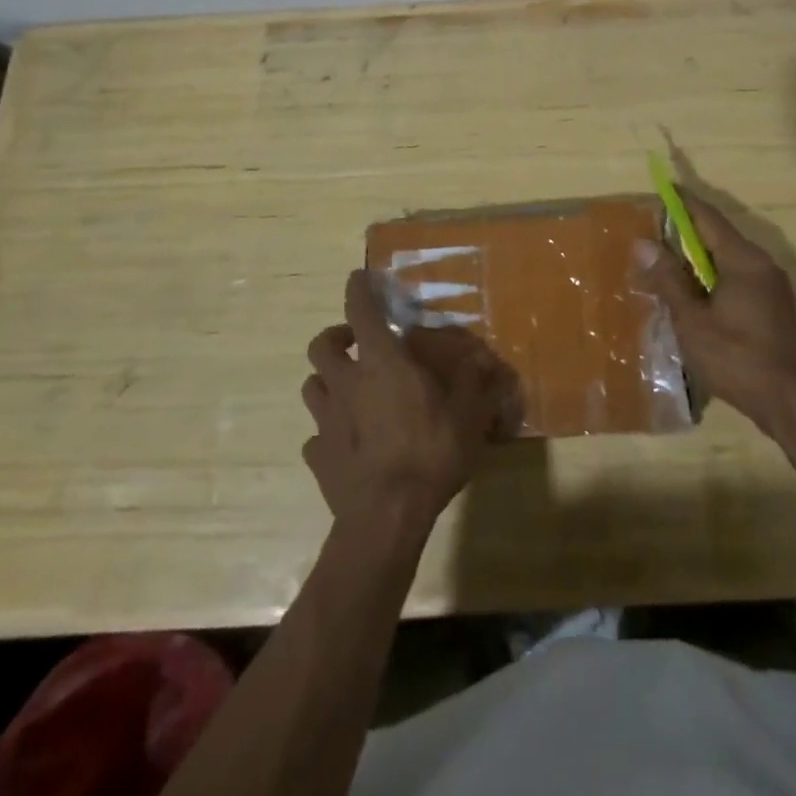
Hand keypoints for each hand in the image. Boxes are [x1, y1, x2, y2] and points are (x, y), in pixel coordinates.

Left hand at [301, 270, 520, 526]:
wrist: (386, 517)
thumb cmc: (430, 453)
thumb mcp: (468, 413)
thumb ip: (475, 379)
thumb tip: (483, 356)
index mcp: (380, 364)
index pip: (361, 311)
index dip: (357, 290)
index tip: (357, 278)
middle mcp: (346, 383)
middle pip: (321, 345)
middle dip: (335, 337)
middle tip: (355, 343)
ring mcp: (326, 421)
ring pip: (312, 386)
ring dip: (327, 381)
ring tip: (348, 390)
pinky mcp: (318, 457)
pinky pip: (315, 436)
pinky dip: (327, 433)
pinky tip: (344, 443)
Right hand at [634, 189, 795, 436]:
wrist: (792, 403)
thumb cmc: (738, 358)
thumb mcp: (693, 321)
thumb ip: (669, 280)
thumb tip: (643, 244)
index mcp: (744, 260)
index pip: (708, 218)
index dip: (683, 202)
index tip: (661, 188)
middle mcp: (761, 264)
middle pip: (718, 236)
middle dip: (686, 232)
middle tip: (653, 231)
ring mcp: (771, 286)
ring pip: (727, 259)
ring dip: (697, 258)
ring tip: (665, 263)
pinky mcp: (773, 306)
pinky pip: (737, 277)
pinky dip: (711, 277)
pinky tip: (692, 295)